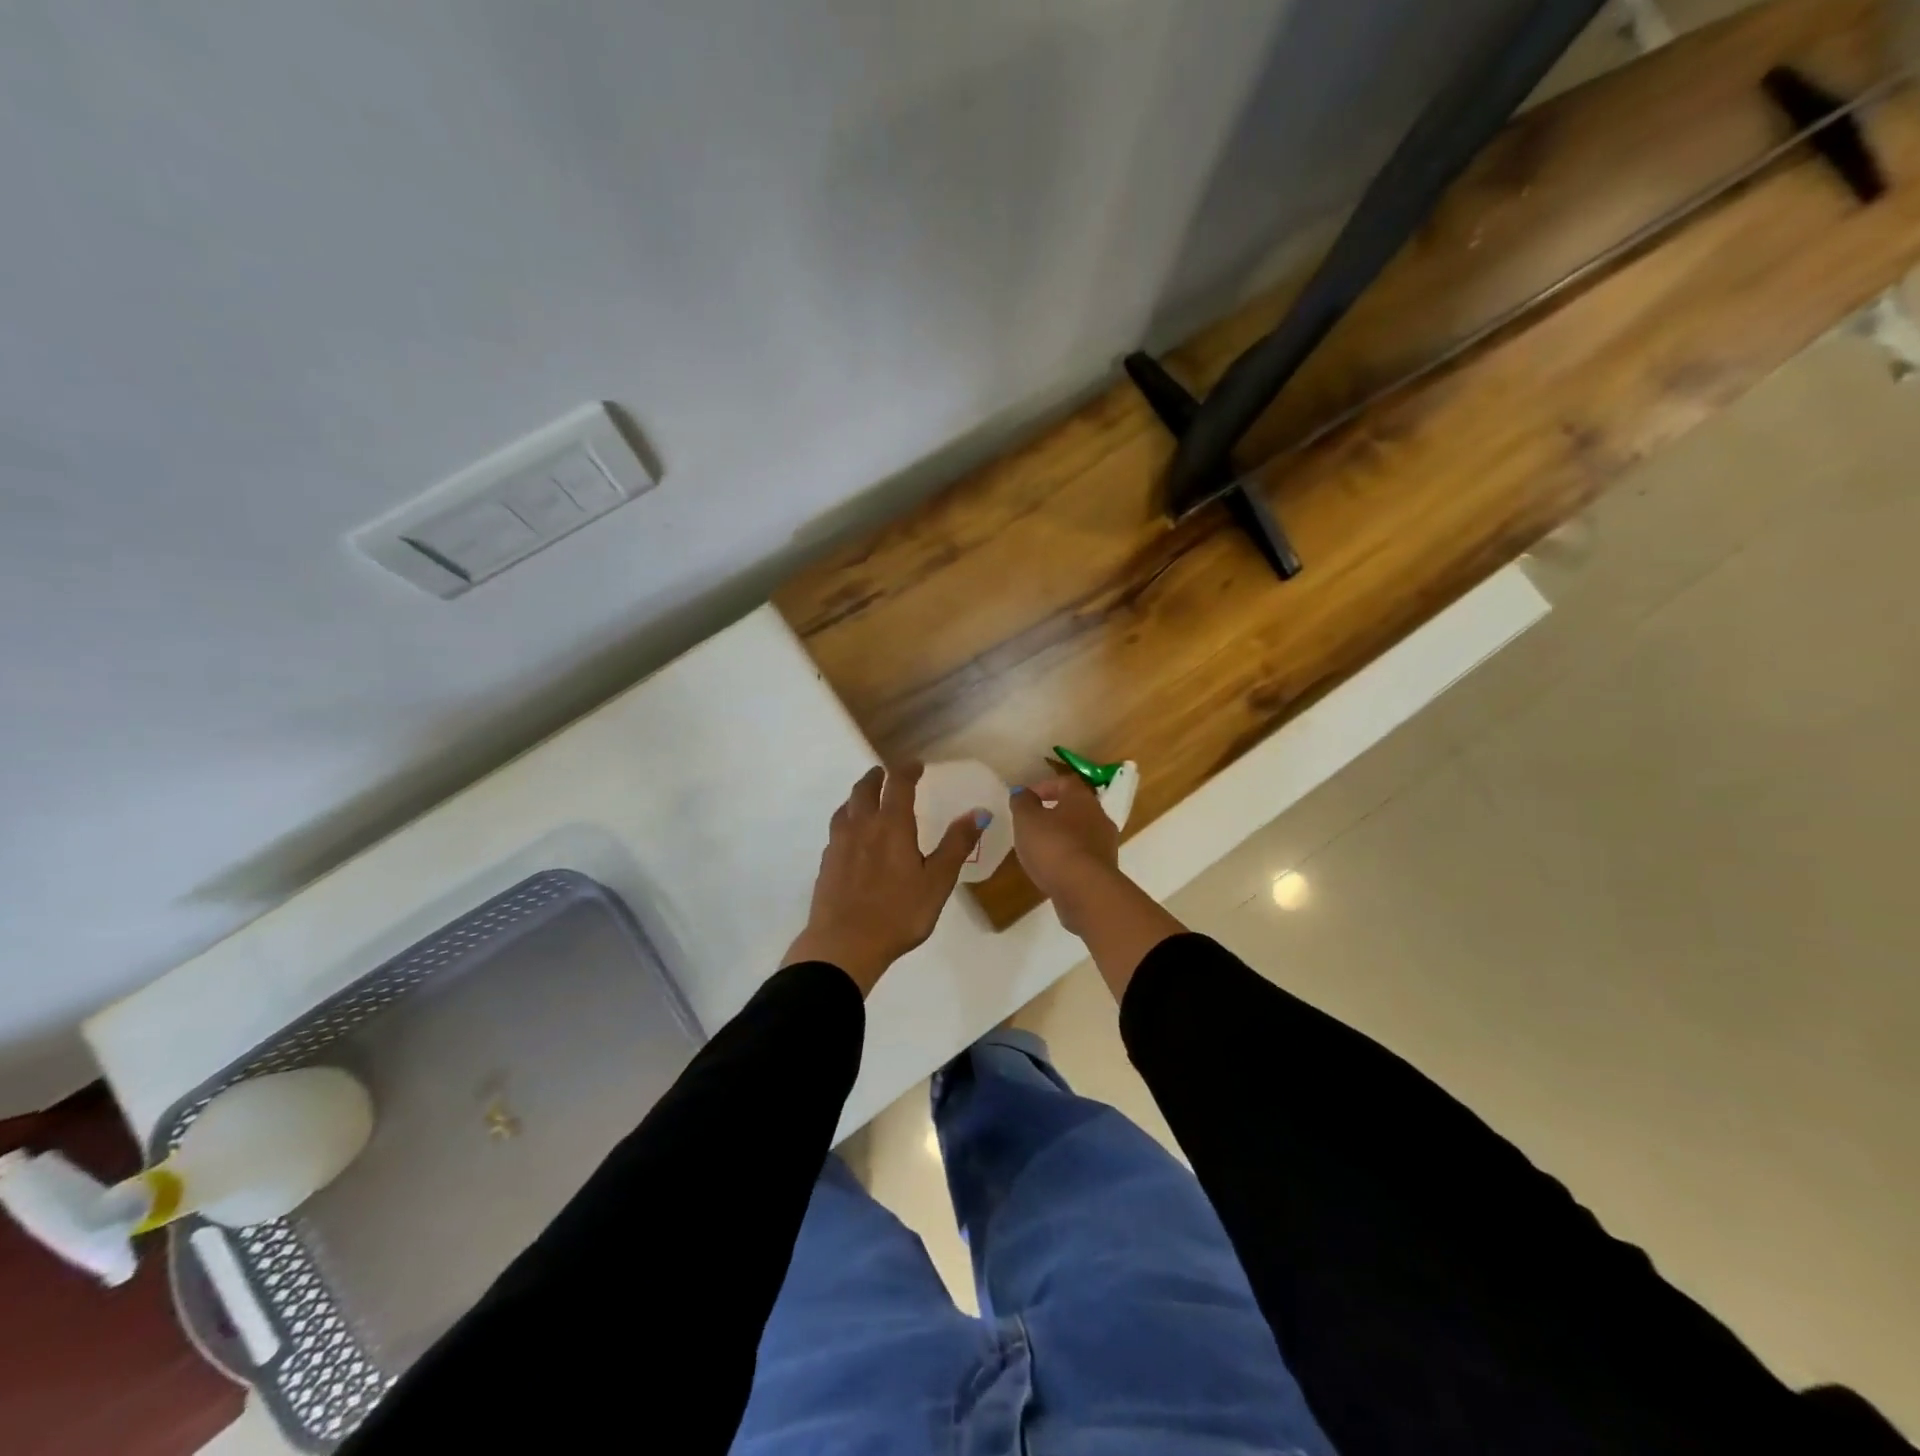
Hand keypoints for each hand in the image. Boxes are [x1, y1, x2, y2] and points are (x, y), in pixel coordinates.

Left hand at [784, 763, 987, 995]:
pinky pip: (837, 829)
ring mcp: (840, 844)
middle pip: (865, 790)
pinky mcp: (826, 863)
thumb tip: (980, 812)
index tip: (916, 766)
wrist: (844, 944)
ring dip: (858, 796)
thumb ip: (956, 845)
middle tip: (885, 774)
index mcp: (892, 825)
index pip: (898, 784)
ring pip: (846, 807)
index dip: (907, 770)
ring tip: (865, 799)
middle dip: (877, 777)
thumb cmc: (899, 912)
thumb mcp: (937, 881)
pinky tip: (851, 836)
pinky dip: (846, 820)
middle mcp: (862, 826)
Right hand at [1007, 772, 1121, 934]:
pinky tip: (1053, 868)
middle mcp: (1100, 817)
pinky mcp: (1106, 870)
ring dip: (1062, 836)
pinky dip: (1068, 857)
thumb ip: (1022, 803)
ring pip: (1081, 832)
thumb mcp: (1027, 820)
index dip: (1044, 786)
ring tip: (1039, 849)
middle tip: (1032, 823)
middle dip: (1054, 812)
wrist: (1086, 890)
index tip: (1026, 798)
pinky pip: (1084, 855)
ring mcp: (1106, 844)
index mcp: (1082, 798)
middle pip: (1076, 807)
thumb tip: (1022, 792)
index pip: (1065, 782)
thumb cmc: (1053, 846)